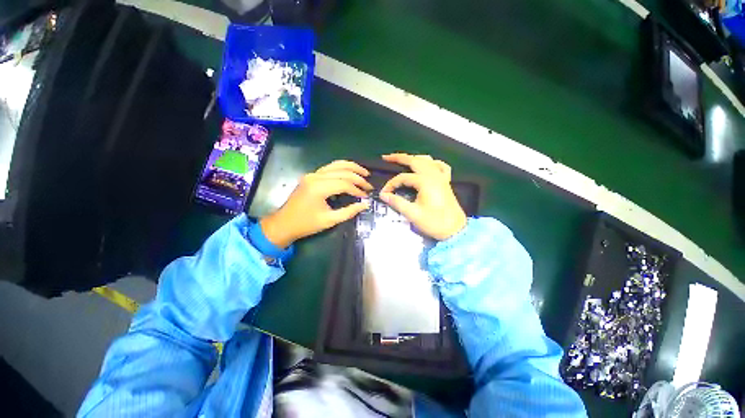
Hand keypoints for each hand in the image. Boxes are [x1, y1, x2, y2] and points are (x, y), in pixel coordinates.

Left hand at [260, 160, 372, 247]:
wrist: (283, 224)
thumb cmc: (306, 224)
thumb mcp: (329, 220)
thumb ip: (349, 211)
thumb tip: (365, 204)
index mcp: (318, 188)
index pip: (344, 184)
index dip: (357, 190)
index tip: (366, 197)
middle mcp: (315, 176)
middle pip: (342, 171)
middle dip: (358, 177)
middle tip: (369, 185)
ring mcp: (312, 174)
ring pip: (336, 165)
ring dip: (352, 168)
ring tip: (364, 172)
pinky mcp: (311, 176)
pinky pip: (330, 167)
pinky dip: (342, 168)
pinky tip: (350, 172)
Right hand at [380, 153, 466, 240]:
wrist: (455, 229)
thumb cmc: (434, 222)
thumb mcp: (413, 214)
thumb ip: (397, 202)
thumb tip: (383, 195)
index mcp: (425, 182)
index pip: (403, 177)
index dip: (391, 184)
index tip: (384, 193)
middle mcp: (433, 175)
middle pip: (414, 161)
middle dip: (399, 157)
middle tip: (386, 157)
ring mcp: (441, 177)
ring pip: (427, 160)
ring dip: (413, 158)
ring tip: (402, 159)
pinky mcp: (446, 181)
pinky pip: (440, 166)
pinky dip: (432, 163)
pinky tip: (427, 164)